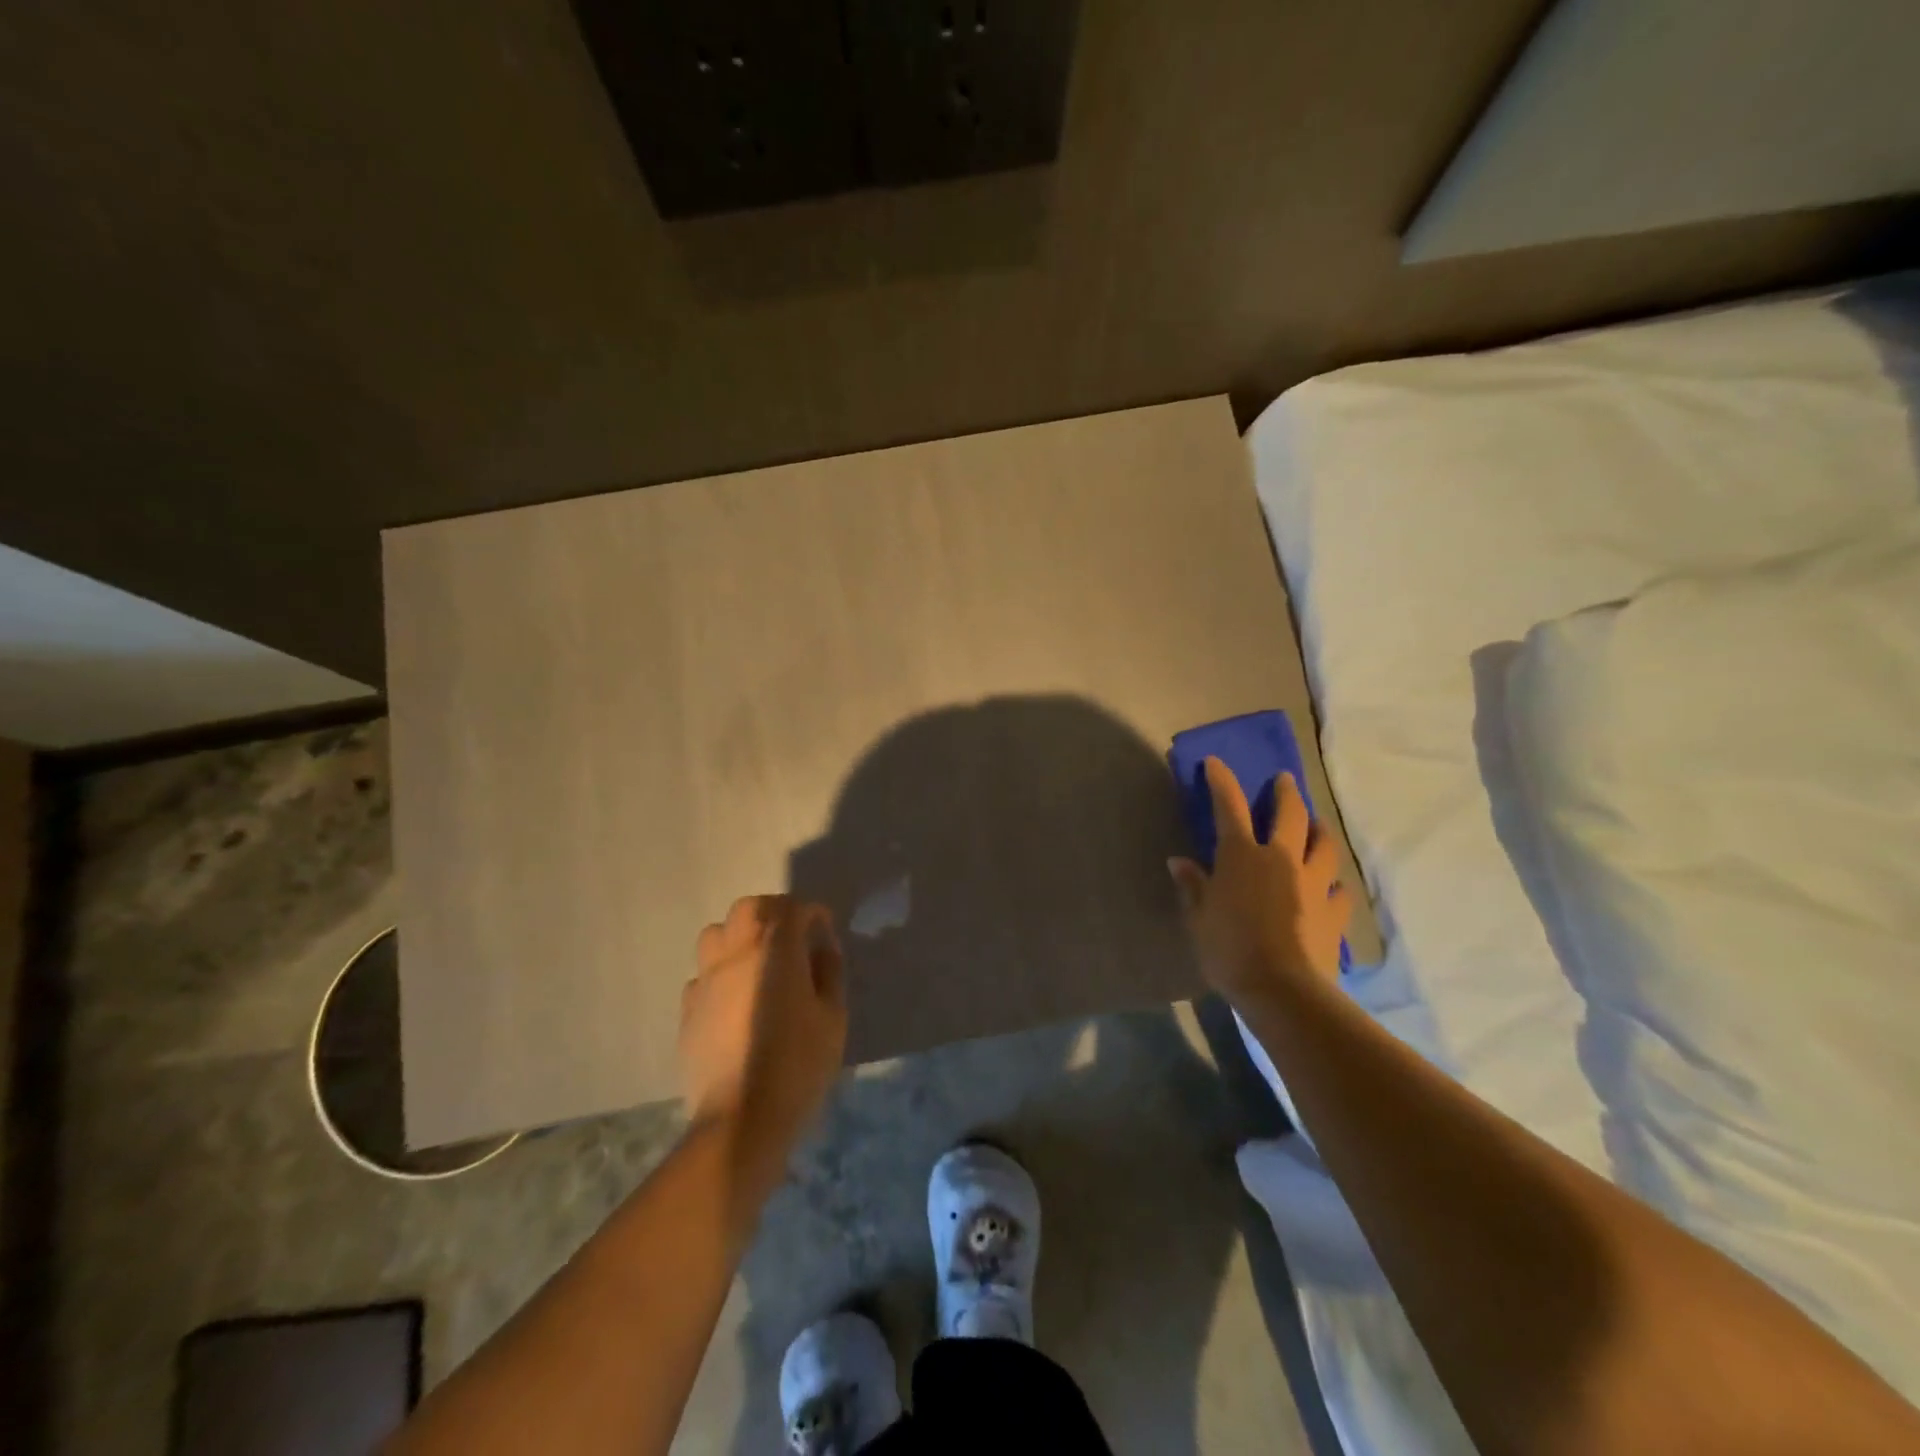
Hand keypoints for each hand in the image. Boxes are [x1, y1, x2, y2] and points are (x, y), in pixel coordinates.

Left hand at [680, 895, 847, 1167]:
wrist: (741, 1119)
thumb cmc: (798, 1064)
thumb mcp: (832, 1017)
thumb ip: (828, 973)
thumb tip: (821, 949)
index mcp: (775, 949)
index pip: (793, 908)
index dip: (812, 914)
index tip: (825, 931)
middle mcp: (736, 952)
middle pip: (750, 909)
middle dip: (773, 914)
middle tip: (792, 938)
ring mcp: (706, 979)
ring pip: (717, 934)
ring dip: (740, 937)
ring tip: (758, 963)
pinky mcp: (688, 1009)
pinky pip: (703, 974)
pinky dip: (721, 974)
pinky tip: (735, 1000)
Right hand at [1168, 758, 1352, 1011]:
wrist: (1283, 989)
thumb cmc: (1229, 949)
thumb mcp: (1198, 918)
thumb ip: (1192, 886)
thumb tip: (1178, 861)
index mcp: (1243, 856)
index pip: (1229, 807)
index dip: (1222, 781)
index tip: (1216, 762)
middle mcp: (1282, 859)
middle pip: (1290, 815)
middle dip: (1286, 793)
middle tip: (1285, 779)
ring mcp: (1314, 884)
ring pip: (1325, 846)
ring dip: (1320, 830)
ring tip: (1317, 826)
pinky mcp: (1335, 912)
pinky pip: (1339, 889)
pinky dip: (1334, 882)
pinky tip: (1332, 886)